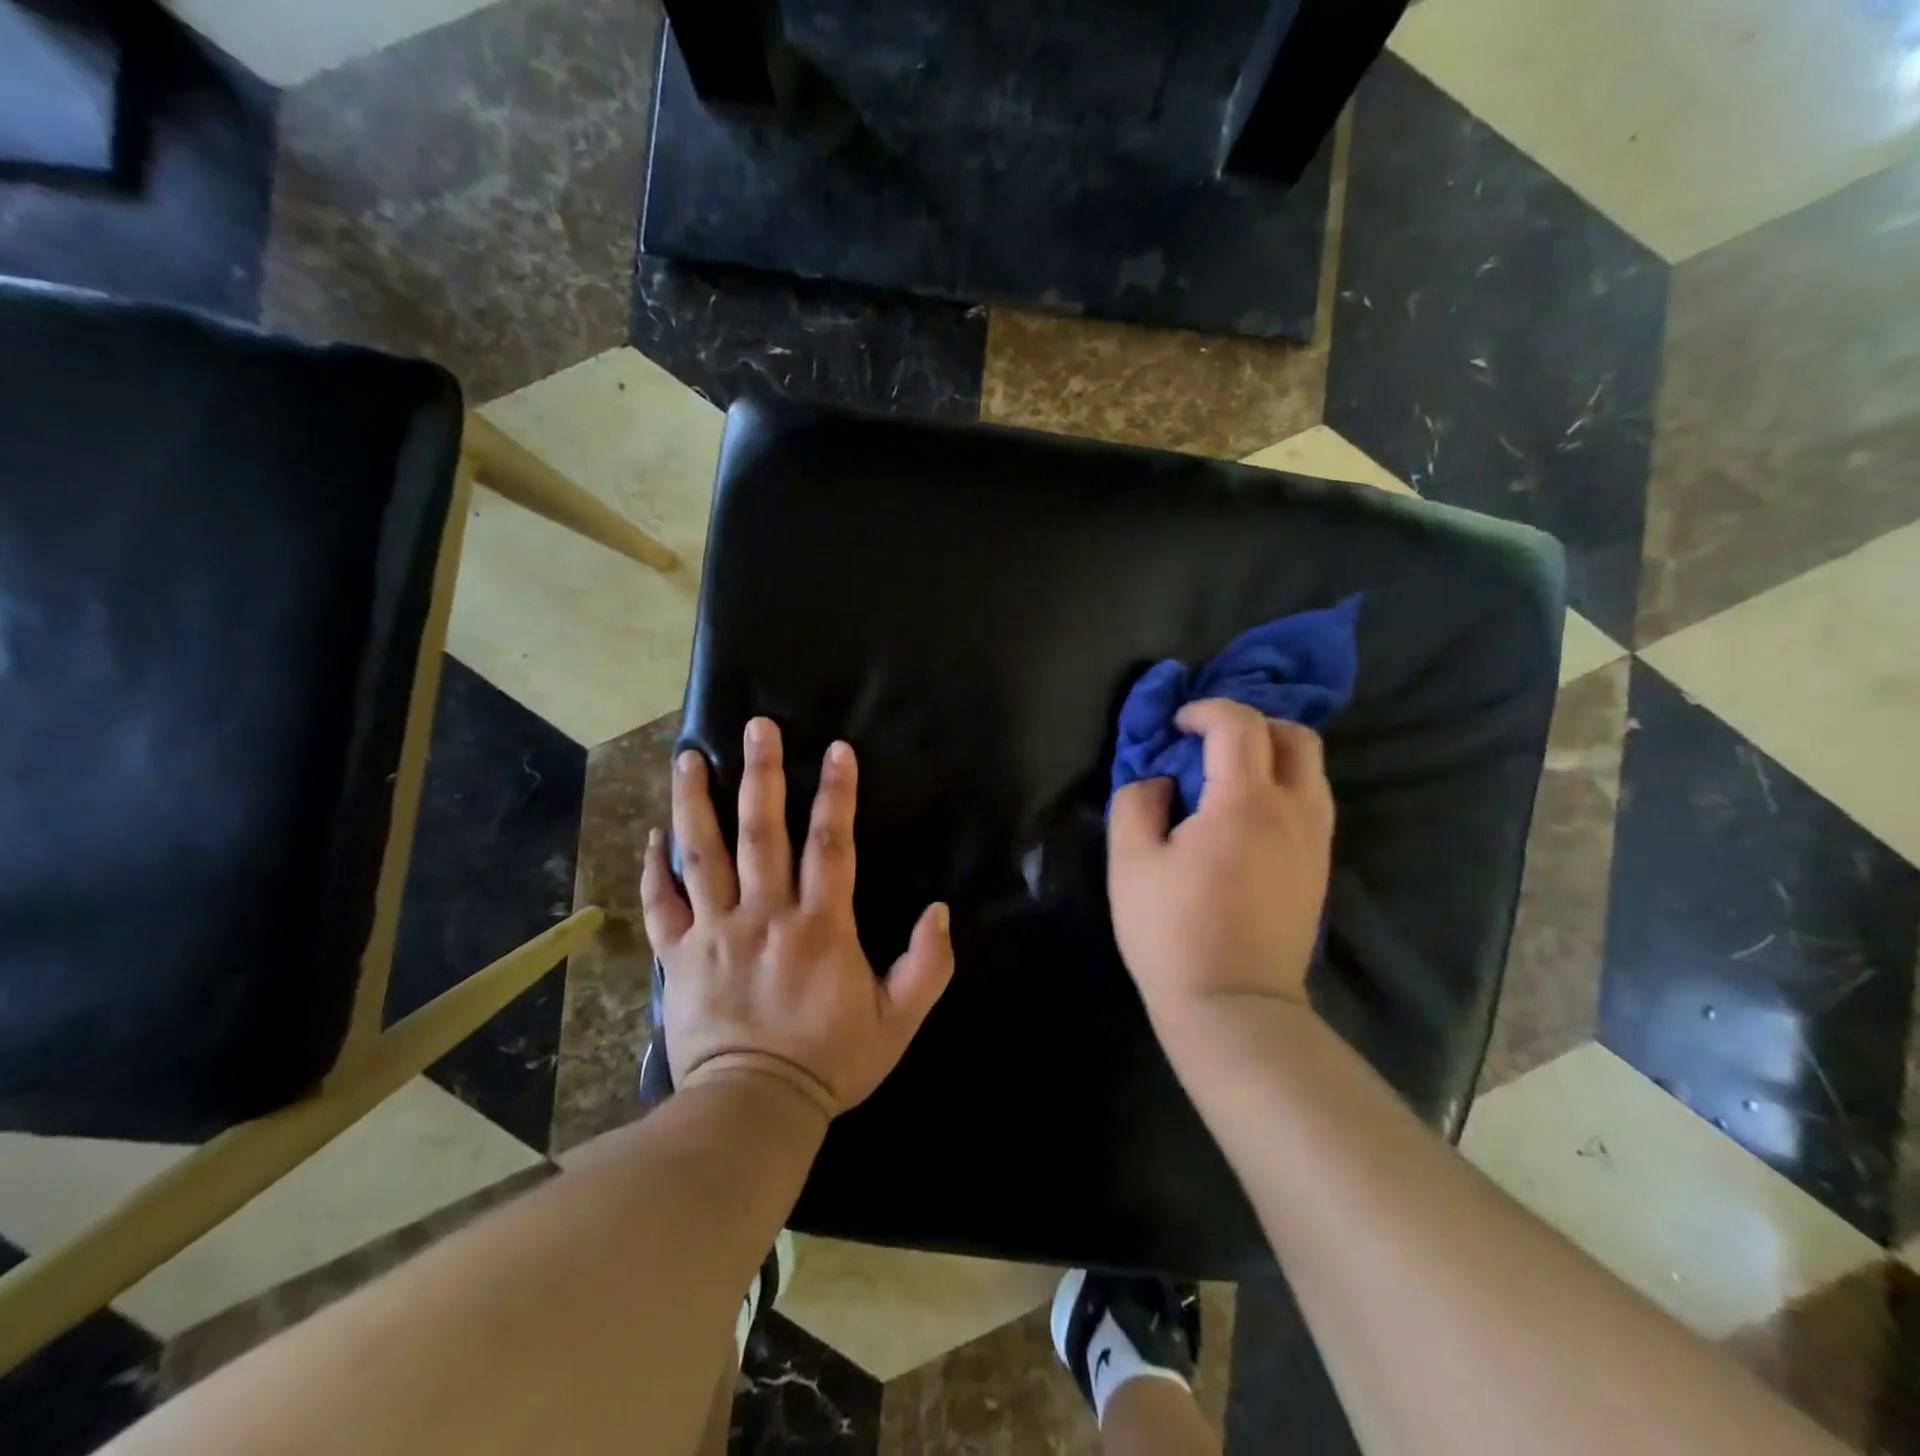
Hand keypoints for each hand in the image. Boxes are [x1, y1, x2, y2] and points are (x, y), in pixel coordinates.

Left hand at [640, 717, 954, 1120]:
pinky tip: (654, 836)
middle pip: (762, 832)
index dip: (837, 794)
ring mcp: (715, 933)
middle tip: (756, 727)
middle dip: (762, 774)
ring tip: (689, 757)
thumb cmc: (830, 1062)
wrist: (754, 1111)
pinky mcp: (678, 958)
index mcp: (819, 926)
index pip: (831, 844)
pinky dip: (655, 869)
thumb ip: (927, 966)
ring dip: (695, 803)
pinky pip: (663, 905)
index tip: (837, 750)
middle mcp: (764, 915)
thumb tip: (940, 911)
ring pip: (703, 855)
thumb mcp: (898, 1022)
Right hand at [1107, 699, 1333, 1038]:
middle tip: (1210, 744)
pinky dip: (1284, 787)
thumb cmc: (1173, 932)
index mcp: (1244, 802)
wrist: (1234, 1007)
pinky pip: (1312, 803)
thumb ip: (1136, 803)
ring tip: (1228, 777)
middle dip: (1252, 724)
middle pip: (1296, 736)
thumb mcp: (1130, 863)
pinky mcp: (1320, 868)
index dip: (1205, 710)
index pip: (1239, 724)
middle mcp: (1294, 811)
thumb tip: (1159, 781)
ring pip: (1312, 769)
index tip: (1176, 727)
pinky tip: (1247, 816)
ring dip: (1272, 755)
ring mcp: (1315, 842)